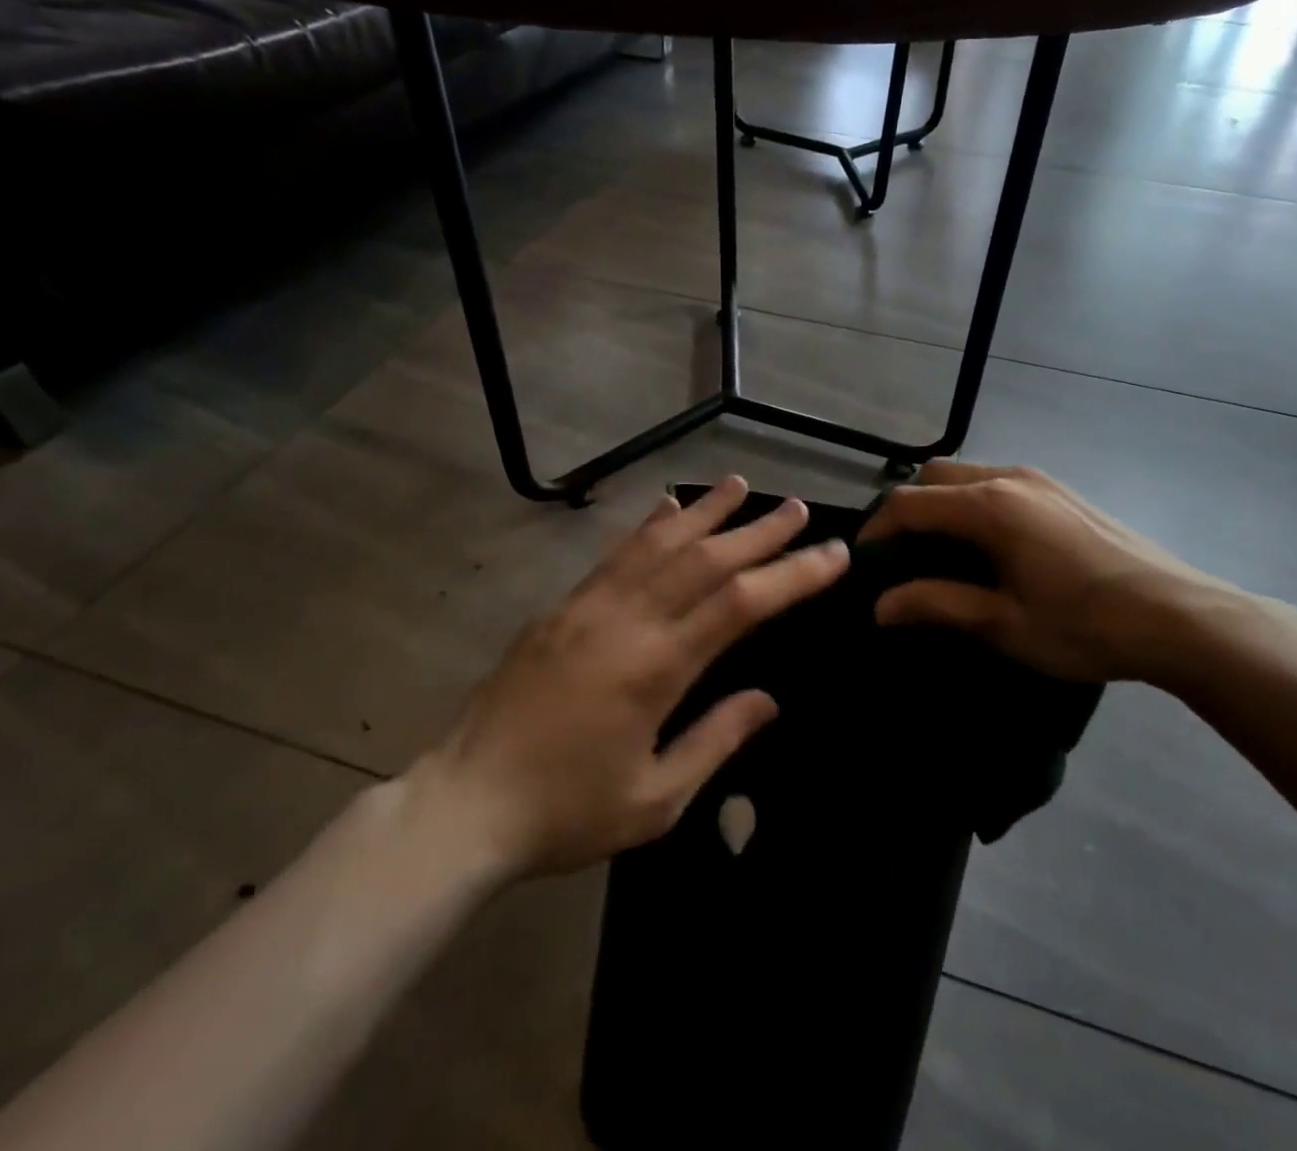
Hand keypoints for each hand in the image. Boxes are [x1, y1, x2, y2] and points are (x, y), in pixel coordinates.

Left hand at [416, 477, 848, 880]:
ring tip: (740, 485)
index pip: (741, 603)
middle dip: (759, 531)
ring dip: (705, 511)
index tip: (832, 554)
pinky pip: (614, 554)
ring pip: (658, 543)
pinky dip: (648, 527)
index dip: (792, 574)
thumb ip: (716, 740)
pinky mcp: (561, 607)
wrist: (463, 803)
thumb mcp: (655, 799)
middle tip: (799, 508)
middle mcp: (626, 620)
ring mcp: (588, 606)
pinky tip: (666, 508)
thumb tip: (768, 698)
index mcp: (656, 667)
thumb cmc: (566, 811)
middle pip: (706, 558)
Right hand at [859, 461, 1248, 686]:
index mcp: (989, 506)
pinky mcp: (1063, 491)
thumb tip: (880, 606)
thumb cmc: (1084, 625)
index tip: (862, 559)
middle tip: (901, 553)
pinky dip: (975, 502)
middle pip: (936, 476)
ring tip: (941, 551)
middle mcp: (1009, 478)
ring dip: (943, 503)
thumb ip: (937, 604)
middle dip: (908, 508)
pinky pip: (1000, 482)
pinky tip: (990, 545)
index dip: (878, 528)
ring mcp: (1041, 480)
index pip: (910, 503)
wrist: (1180, 616)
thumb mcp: (1003, 623)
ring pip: (969, 475)